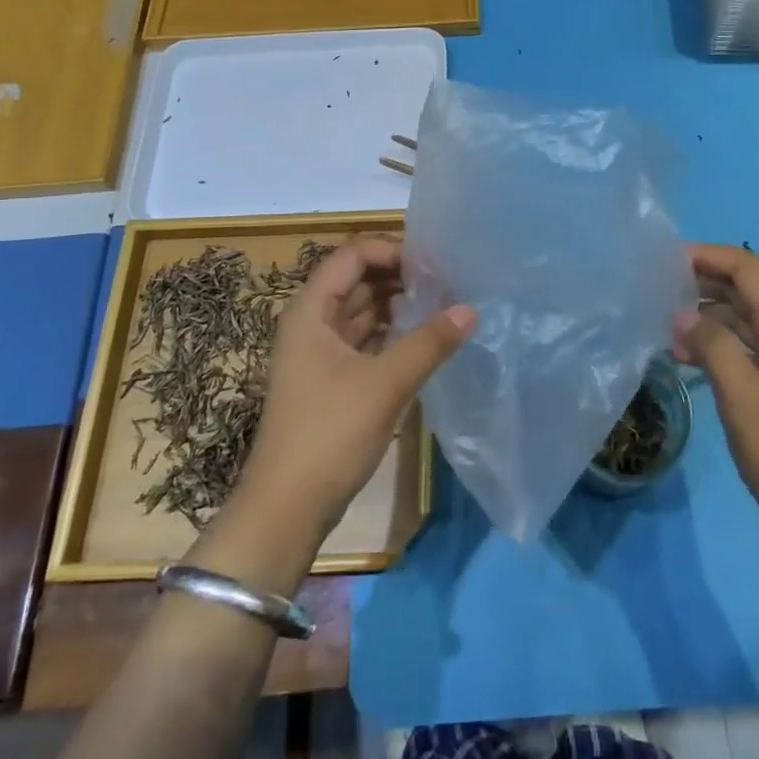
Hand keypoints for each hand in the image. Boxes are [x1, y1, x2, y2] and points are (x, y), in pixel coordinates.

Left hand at [238, 237, 475, 542]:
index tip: (435, 262)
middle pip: (358, 280)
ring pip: (363, 311)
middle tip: (449, 280)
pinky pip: (366, 340)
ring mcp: (320, 353)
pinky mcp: (332, 380)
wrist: (287, 508)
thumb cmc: (329, 434)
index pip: (352, 256)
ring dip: (399, 304)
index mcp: (311, 310)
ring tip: (444, 303)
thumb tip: (471, 308)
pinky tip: (425, 337)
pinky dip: (393, 333)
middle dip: (400, 276)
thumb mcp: (385, 384)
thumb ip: (430, 342)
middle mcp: (312, 322)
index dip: (392, 250)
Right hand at [673, 243, 758, 544]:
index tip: (664, 261)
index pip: (747, 268)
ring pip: (740, 315)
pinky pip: (742, 343)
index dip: (708, 255)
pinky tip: (683, 357)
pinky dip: (712, 340)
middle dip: (700, 279)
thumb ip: (713, 348)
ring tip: (661, 324)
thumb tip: (680, 314)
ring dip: (703, 312)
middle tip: (654, 288)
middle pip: (743, 287)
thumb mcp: (744, 399)